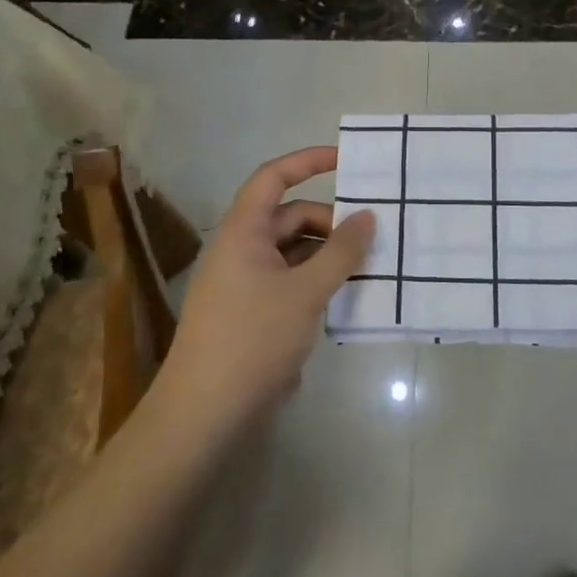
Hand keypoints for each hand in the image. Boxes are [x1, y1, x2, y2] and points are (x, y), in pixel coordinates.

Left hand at [152, 146, 374, 436]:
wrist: (202, 416)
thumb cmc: (252, 340)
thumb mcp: (306, 292)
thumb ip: (341, 252)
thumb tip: (368, 216)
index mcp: (242, 231)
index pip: (274, 177)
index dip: (308, 161)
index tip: (347, 160)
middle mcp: (240, 248)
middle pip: (289, 216)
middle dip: (331, 220)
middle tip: (374, 234)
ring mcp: (243, 282)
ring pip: (292, 251)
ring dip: (327, 253)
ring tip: (368, 267)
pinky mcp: (250, 313)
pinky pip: (288, 280)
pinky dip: (316, 280)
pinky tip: (345, 298)